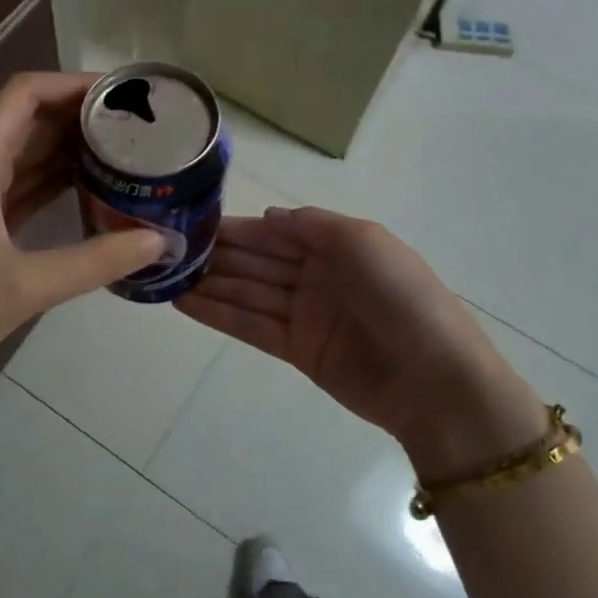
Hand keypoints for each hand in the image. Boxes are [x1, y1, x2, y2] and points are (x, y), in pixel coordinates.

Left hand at [0, 73, 163, 403]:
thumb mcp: (24, 288)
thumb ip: (95, 262)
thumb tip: (158, 241)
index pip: (24, 94)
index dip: (72, 83)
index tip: (123, 95)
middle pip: (30, 118)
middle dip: (82, 115)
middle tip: (141, 126)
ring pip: (28, 153)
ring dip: (72, 148)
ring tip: (128, 152)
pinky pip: (22, 185)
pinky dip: (56, 181)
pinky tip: (94, 189)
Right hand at [175, 206, 546, 476]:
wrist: (434, 380)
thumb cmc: (401, 298)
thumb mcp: (363, 242)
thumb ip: (312, 225)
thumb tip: (267, 217)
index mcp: (335, 245)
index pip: (274, 231)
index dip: (236, 228)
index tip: (192, 222)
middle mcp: (316, 275)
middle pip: (255, 261)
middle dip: (215, 255)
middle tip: (164, 250)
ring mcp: (304, 314)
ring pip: (246, 292)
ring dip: (208, 284)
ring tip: (163, 276)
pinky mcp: (297, 350)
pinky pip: (250, 326)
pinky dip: (218, 314)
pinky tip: (183, 303)